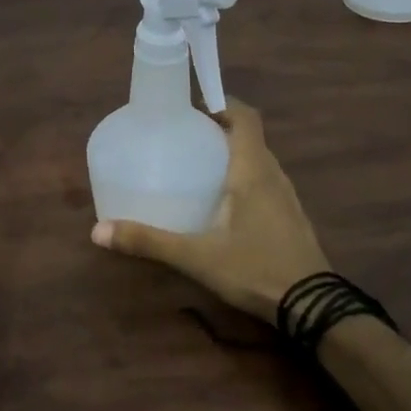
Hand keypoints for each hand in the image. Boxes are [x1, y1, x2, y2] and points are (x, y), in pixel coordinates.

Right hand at [90, 98, 327, 322]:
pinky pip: (267, 183)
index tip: (194, 107)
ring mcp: (287, 197)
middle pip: (251, 137)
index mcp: (253, 171)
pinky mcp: (291, 218)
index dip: (223, 103)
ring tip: (201, 167)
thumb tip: (98, 231)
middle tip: (186, 137)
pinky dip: (246, 179)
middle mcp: (274, 176)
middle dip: (221, 129)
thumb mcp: (196, 256)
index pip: (246, 118)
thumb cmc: (255, 269)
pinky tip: (225, 204)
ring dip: (235, 155)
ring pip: (260, 161)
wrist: (312, 306)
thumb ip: (149, 241)